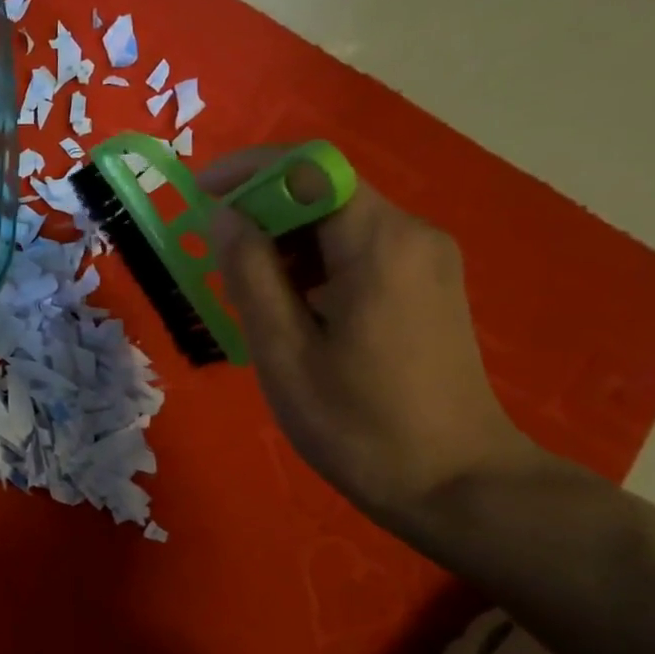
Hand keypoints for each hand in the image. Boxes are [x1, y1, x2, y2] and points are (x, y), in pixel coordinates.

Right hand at [204, 146, 542, 526]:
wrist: (457, 484)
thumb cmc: (359, 424)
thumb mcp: (285, 352)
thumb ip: (250, 274)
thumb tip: (223, 215)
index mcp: (378, 243)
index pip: (307, 168)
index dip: (247, 171)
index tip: (197, 197)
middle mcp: (410, 233)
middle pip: (323, 191)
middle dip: (260, 211)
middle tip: (213, 259)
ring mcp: (425, 258)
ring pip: (338, 221)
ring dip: (283, 241)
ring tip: (244, 292)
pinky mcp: (427, 284)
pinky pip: (358, 250)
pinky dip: (312, 263)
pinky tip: (288, 308)